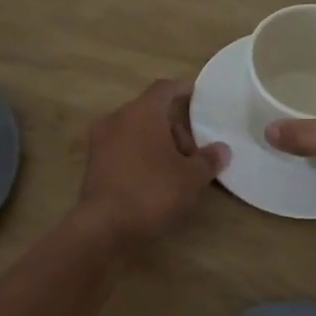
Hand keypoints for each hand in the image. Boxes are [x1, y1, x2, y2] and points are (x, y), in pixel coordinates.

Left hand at [77, 79, 227, 249]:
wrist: (104, 227)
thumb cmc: (153, 192)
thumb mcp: (191, 178)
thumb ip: (208, 160)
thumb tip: (222, 149)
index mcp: (142, 112)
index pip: (164, 88)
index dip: (181, 89)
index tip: (195, 94)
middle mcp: (117, 119)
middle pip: (150, 113)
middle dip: (174, 129)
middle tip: (192, 156)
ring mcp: (100, 142)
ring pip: (136, 132)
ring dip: (157, 145)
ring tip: (176, 173)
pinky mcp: (93, 165)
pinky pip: (123, 150)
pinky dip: (140, 157)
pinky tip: (154, 181)